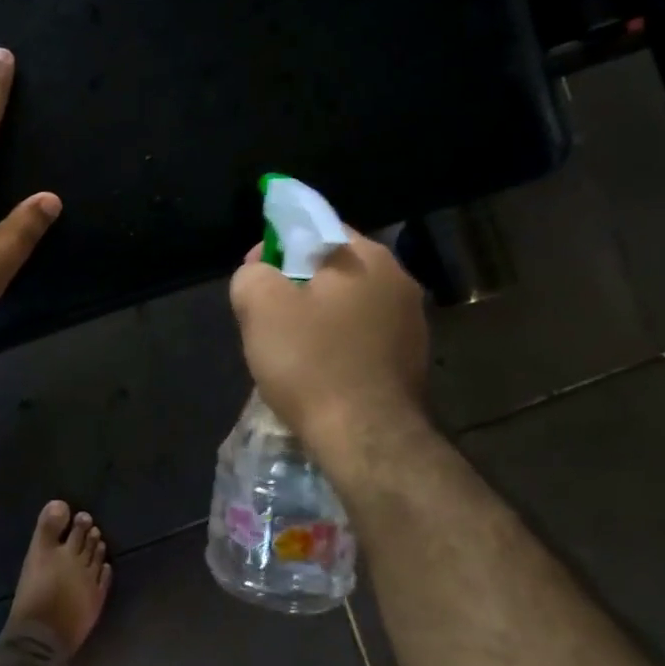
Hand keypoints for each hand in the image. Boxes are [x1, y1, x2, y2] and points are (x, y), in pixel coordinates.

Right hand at [229, 229, 431, 452]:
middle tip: (266, 314)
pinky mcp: (411, 359)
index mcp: (367, 257)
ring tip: (290, 346)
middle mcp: (399, 280)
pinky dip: (337, 344)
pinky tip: (318, 369)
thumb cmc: (311, 363)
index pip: (316, 228)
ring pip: (348, 304)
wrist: (366, 437)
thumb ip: (252, 274)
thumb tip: (260, 273)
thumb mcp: (260, 307)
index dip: (277, 244)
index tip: (255, 274)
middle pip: (333, 268)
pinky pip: (362, 336)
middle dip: (296, 284)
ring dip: (318, 316)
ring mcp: (412, 322)